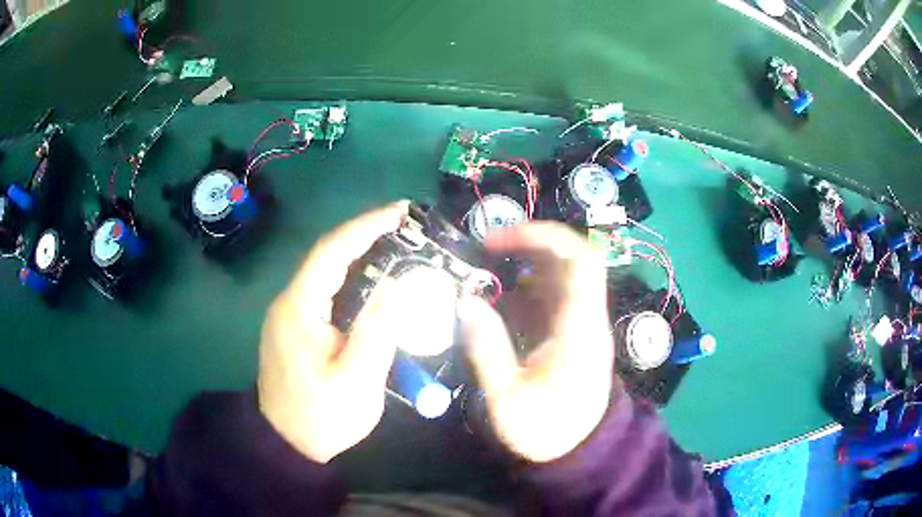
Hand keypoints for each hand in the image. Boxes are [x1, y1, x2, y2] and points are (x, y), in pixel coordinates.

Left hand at [257, 202, 408, 462]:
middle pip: (328, 256)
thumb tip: (398, 284)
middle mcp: (289, 302)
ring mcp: (290, 314)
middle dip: (366, 235)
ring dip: (361, 255)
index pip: (332, 251)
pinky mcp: (297, 327)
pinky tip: (376, 283)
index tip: (400, 211)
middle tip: (408, 227)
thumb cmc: (321, 416)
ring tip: (399, 247)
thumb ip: (378, 331)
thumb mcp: (357, 380)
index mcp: (299, 307)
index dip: (366, 226)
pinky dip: (353, 279)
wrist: (287, 443)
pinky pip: (327, 292)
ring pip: (327, 273)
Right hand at [457, 222, 615, 462]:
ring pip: (560, 276)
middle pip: (570, 260)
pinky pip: (552, 297)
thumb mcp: (508, 398)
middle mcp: (586, 317)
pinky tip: (500, 302)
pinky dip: (526, 290)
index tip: (499, 239)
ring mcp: (581, 324)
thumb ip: (487, 348)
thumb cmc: (547, 428)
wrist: (578, 450)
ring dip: (525, 267)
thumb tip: (465, 303)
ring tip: (488, 274)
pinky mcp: (572, 334)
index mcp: (579, 328)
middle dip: (528, 245)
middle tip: (487, 250)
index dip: (543, 236)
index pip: (579, 260)